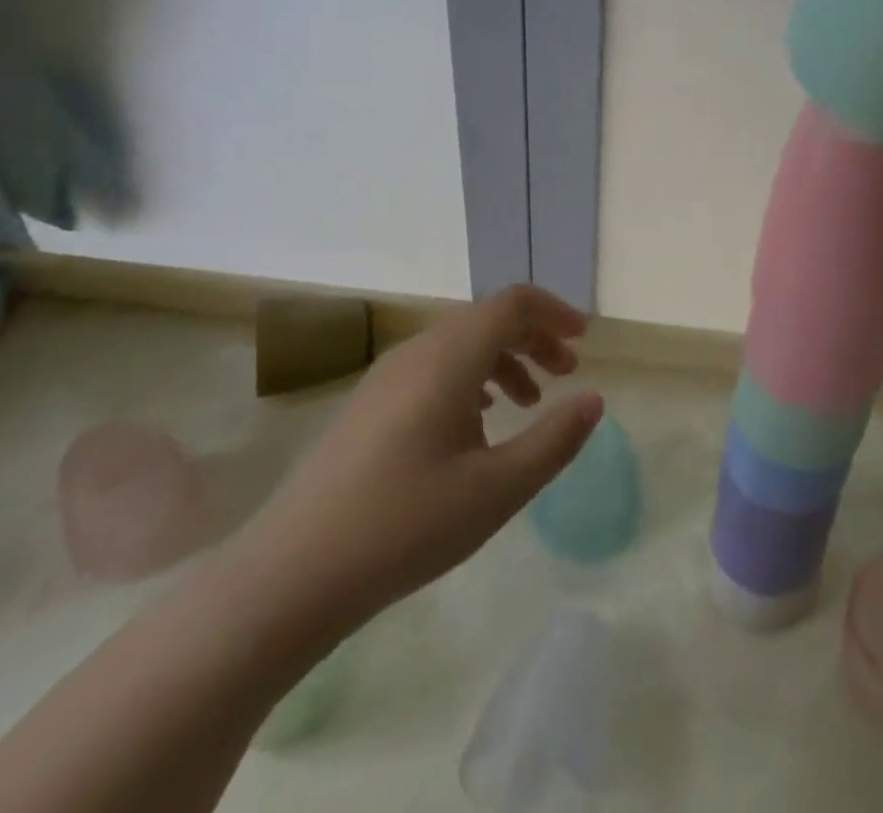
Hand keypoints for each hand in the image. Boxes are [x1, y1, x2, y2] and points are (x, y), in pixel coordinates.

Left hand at [238, 285, 600, 622]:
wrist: (288, 578)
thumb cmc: (405, 525)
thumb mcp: (498, 488)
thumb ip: (555, 439)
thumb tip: (594, 400)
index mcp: (449, 358)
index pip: (512, 303)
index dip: (554, 312)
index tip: (583, 341)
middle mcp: (417, 352)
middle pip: (487, 320)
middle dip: (534, 338)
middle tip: (566, 374)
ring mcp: (386, 378)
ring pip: (460, 345)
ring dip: (504, 361)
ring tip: (528, 404)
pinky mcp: (368, 406)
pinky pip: (434, 369)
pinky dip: (472, 380)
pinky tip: (478, 426)